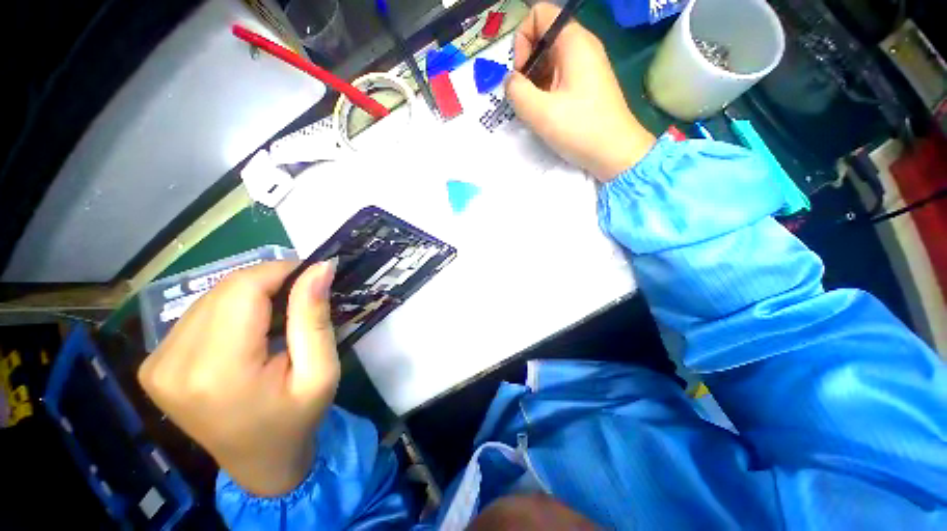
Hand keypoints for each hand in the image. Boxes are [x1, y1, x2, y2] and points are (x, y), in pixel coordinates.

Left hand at [138, 260, 339, 496]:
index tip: (312, 275)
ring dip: (250, 295)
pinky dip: (231, 310)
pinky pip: (198, 314)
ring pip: (210, 297)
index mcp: (217, 370)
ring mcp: (156, 364)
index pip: (242, 288)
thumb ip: (314, 317)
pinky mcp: (155, 364)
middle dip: (268, 282)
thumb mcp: (320, 371)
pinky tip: (249, 329)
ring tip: (278, 316)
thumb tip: (320, 268)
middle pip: (224, 289)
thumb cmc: (297, 418)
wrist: (259, 462)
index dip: (280, 271)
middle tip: (301, 297)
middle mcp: (173, 363)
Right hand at [507, 3, 655, 181]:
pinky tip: (546, 113)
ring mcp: (587, 66)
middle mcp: (582, 46)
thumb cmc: (579, 129)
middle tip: (525, 97)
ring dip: (535, 82)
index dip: (522, 40)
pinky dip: (546, 91)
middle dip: (527, 65)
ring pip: (550, 60)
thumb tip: (510, 81)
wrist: (615, 153)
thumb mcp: (540, 112)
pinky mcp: (587, 84)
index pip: (539, 14)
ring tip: (535, 110)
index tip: (522, 74)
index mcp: (574, 42)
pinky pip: (559, 76)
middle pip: (543, 38)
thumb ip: (516, 91)